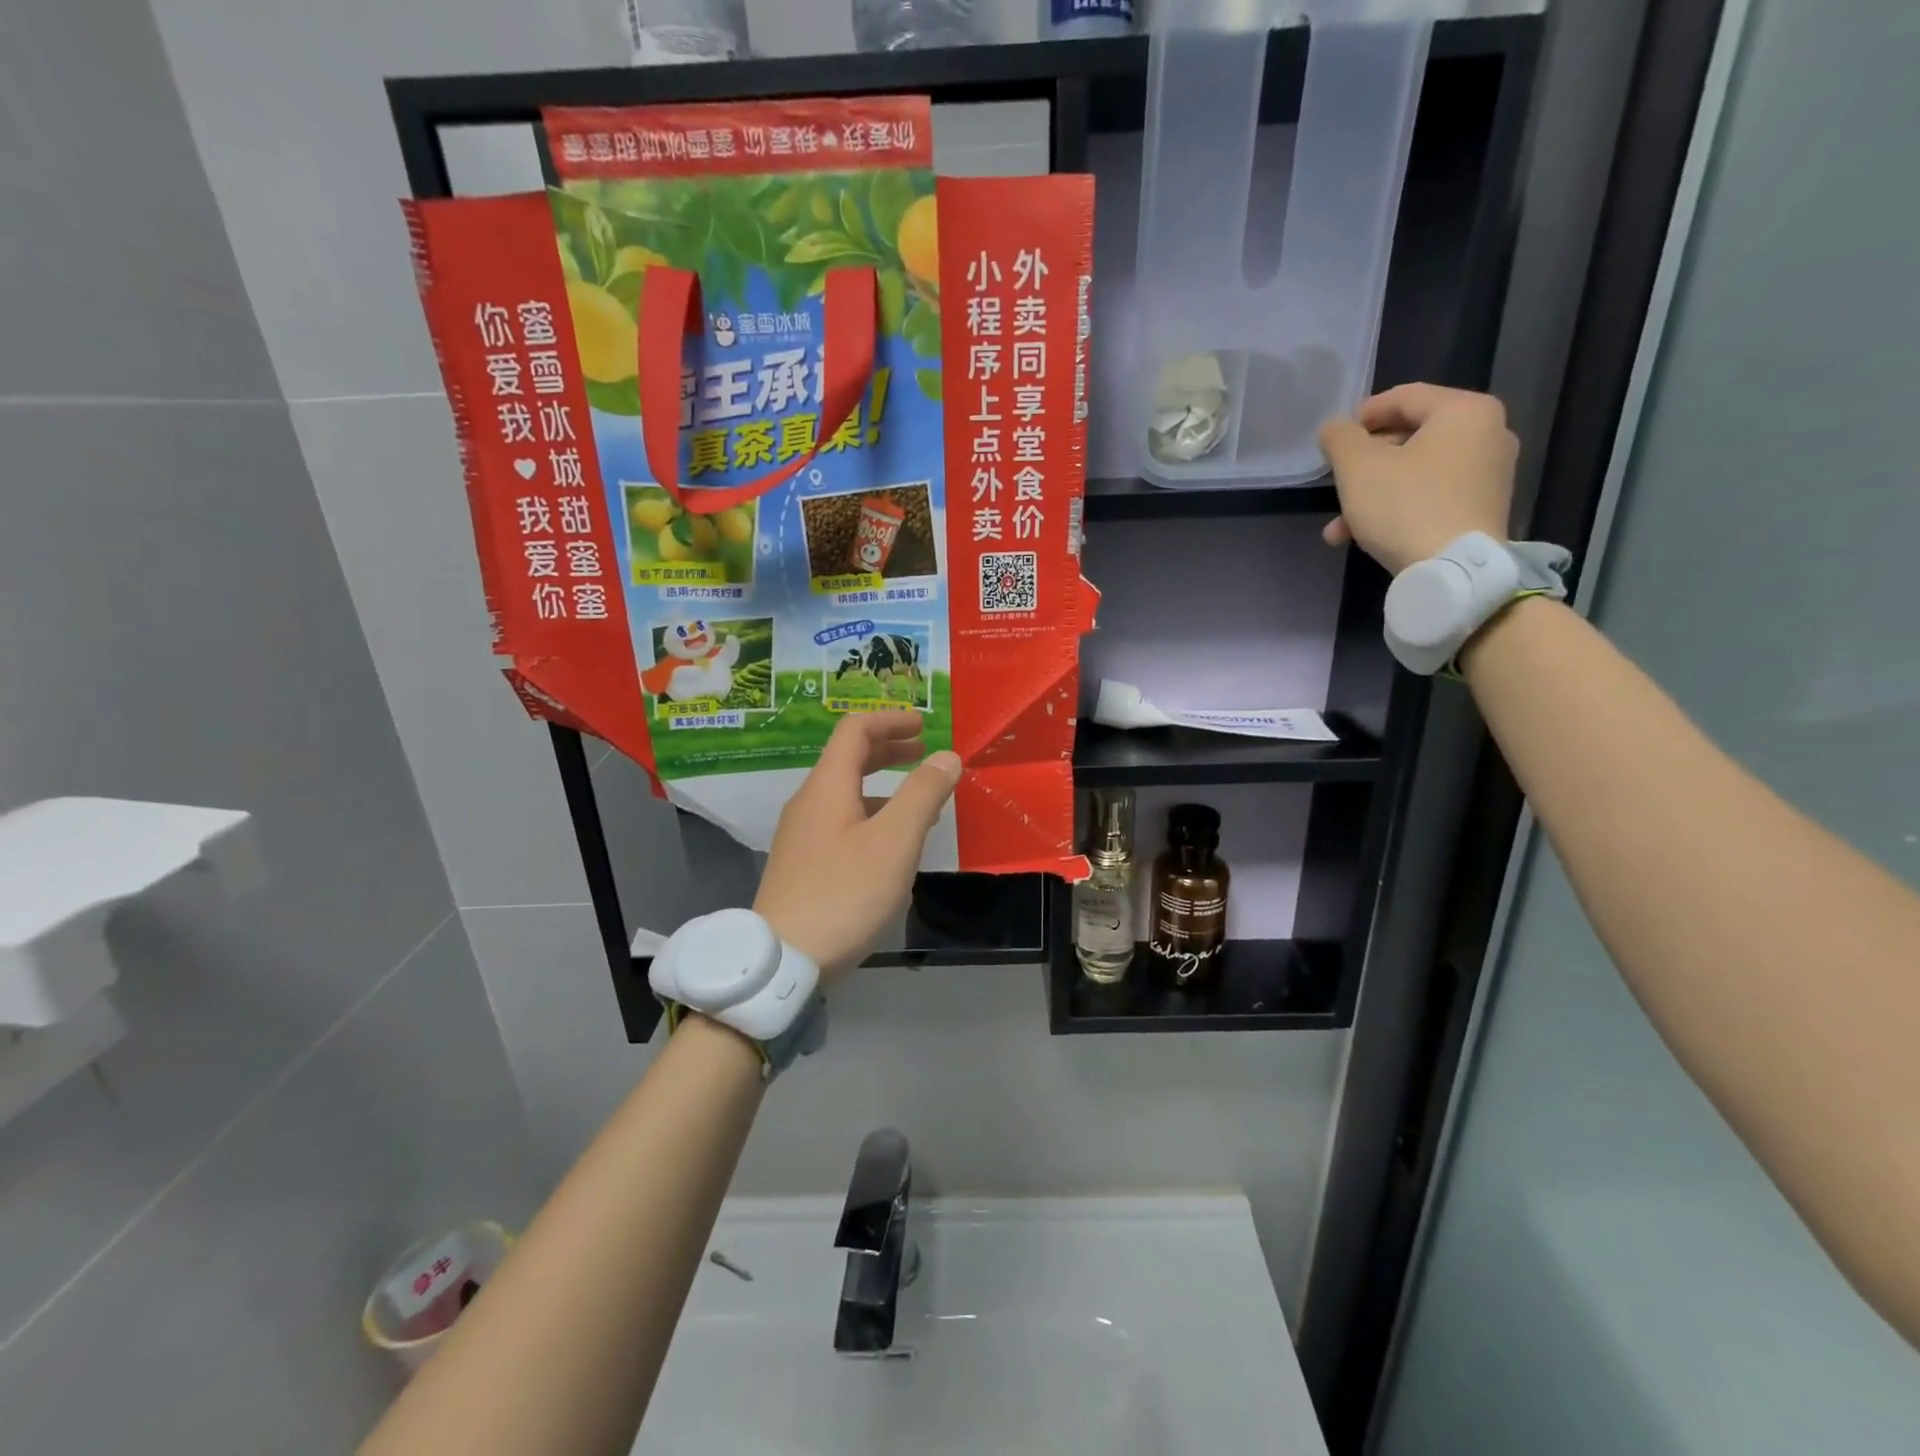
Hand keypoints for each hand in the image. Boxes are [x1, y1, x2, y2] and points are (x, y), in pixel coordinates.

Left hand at [755, 712, 960, 981]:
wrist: (781, 961)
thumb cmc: (844, 894)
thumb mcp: (894, 842)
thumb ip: (923, 795)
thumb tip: (946, 757)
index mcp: (827, 786)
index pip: (855, 731)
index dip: (891, 720)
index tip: (924, 724)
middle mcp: (809, 802)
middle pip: (848, 759)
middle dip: (889, 749)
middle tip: (924, 752)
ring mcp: (801, 835)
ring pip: (845, 792)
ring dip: (883, 785)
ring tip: (920, 800)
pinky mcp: (802, 864)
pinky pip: (841, 821)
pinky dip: (872, 814)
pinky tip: (892, 844)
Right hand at [1318, 384, 1518, 575]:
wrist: (1454, 571)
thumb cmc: (1405, 506)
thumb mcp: (1358, 468)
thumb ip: (1340, 438)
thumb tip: (1335, 428)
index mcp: (1465, 411)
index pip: (1405, 397)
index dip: (1362, 415)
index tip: (1334, 441)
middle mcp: (1488, 433)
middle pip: (1411, 437)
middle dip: (1364, 464)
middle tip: (1335, 484)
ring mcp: (1490, 473)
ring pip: (1416, 472)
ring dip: (1373, 494)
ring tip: (1339, 526)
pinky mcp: (1484, 508)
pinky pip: (1432, 495)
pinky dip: (1398, 508)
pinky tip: (1366, 537)